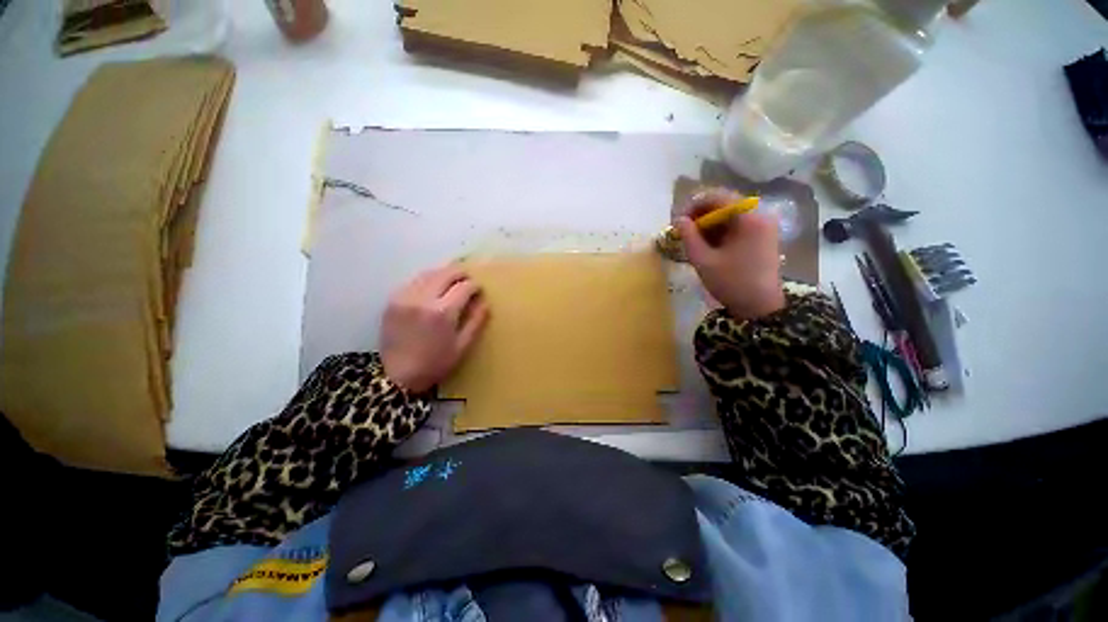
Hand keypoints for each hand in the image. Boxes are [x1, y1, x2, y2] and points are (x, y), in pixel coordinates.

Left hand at [380, 264, 489, 392]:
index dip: (475, 286)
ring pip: (429, 273)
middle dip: (460, 274)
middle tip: (467, 281)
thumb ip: (476, 321)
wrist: (397, 376)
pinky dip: (427, 281)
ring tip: (452, 282)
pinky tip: (432, 290)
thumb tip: (484, 302)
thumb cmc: (435, 364)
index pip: (464, 286)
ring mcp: (405, 297)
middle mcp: (423, 298)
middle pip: (445, 273)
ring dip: (443, 274)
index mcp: (442, 312)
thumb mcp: (463, 346)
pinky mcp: (393, 300)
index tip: (479, 290)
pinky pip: (414, 281)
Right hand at [677, 191, 784, 320]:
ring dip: (710, 222)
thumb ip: (689, 236)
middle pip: (725, 203)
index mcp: (748, 218)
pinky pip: (738, 223)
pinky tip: (709, 243)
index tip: (678, 220)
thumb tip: (678, 219)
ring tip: (693, 238)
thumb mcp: (703, 260)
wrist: (760, 306)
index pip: (717, 197)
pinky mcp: (763, 235)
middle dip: (701, 214)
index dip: (694, 205)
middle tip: (684, 230)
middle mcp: (760, 214)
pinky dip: (721, 229)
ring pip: (731, 213)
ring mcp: (764, 224)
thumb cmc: (731, 283)